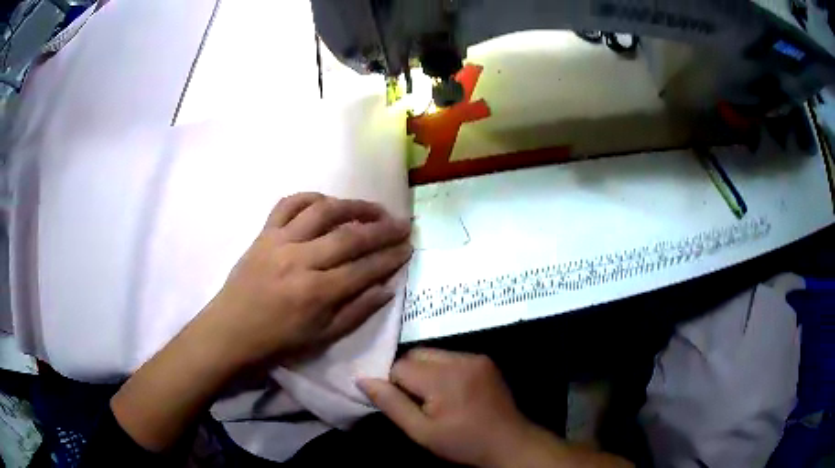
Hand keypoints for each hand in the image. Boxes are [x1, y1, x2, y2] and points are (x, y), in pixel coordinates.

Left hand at [111, 192, 410, 452]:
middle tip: (403, 223)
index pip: (364, 268)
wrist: (230, 332)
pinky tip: (327, 202)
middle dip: (383, 229)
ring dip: (353, 206)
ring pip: (322, 211)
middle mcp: (300, 261)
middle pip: (349, 236)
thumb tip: (387, 288)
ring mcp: (279, 242)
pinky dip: (310, 197)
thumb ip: (357, 312)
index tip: (409, 247)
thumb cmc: (277, 342)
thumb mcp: (322, 338)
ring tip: (374, 208)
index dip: (391, 257)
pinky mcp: (263, 234)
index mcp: (316, 293)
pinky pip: (287, 204)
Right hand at [357, 349, 534, 467]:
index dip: (394, 385)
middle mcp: (460, 359)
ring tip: (435, 397)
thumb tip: (362, 379)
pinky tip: (451, 391)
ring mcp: (475, 357)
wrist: (509, 443)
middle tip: (418, 402)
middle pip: (416, 354)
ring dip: (425, 371)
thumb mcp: (421, 432)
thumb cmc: (463, 443)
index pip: (399, 366)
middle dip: (408, 374)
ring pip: (432, 353)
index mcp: (443, 378)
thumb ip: (391, 404)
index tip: (405, 405)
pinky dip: (442, 369)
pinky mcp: (485, 359)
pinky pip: (451, 356)